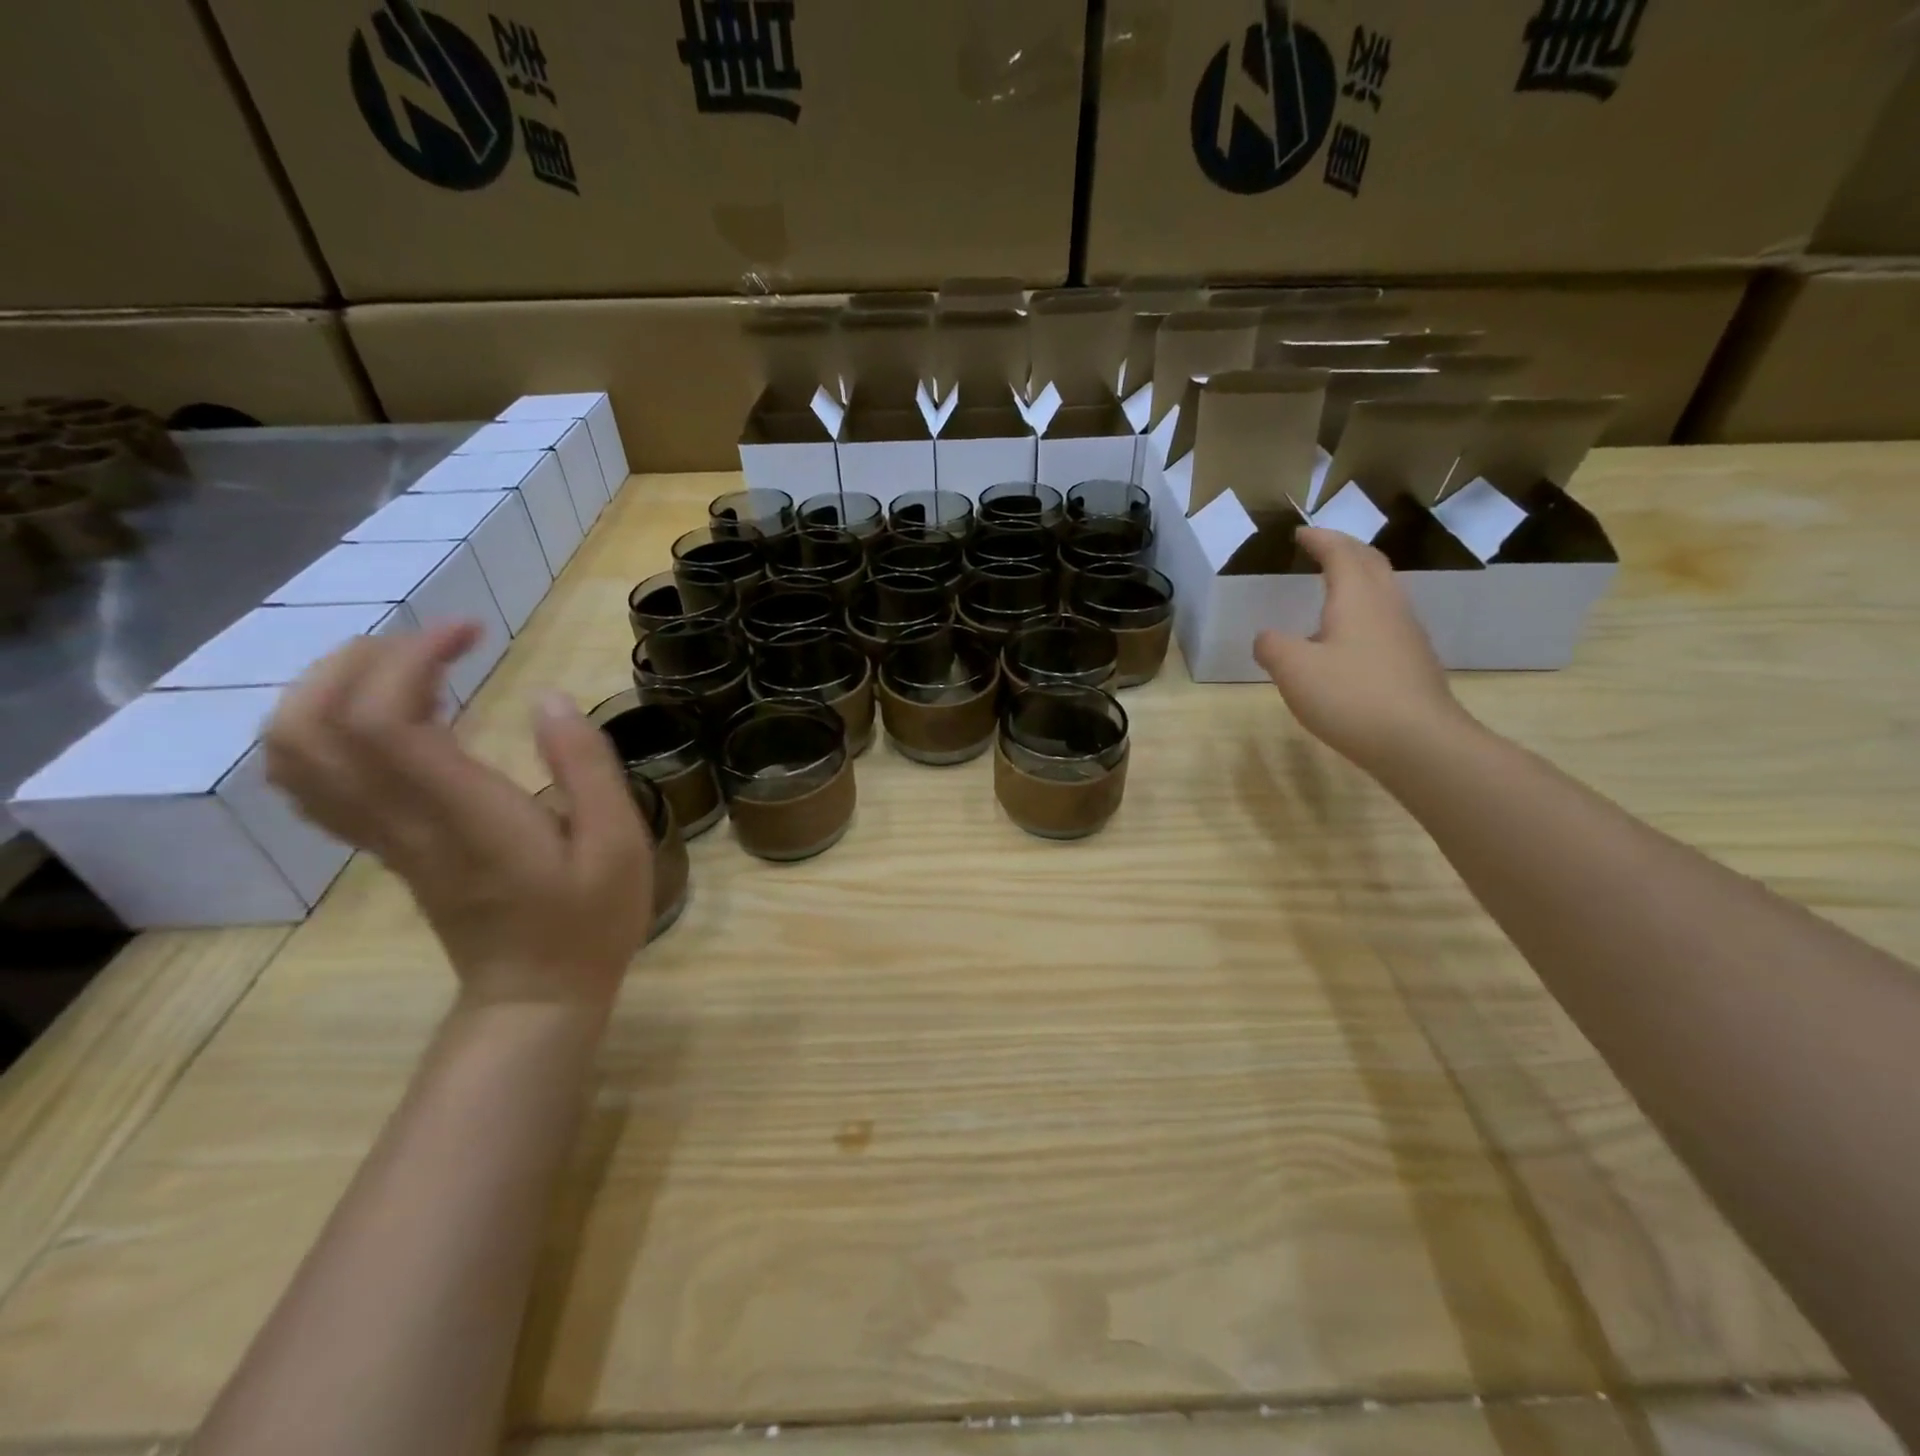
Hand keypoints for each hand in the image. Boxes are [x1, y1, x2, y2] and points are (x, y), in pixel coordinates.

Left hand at [264, 622, 652, 1008]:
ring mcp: (383, 836)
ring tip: (408, 669)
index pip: (384, 719)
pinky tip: (390, 716)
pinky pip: (314, 780)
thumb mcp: (619, 842)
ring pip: (295, 753)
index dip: (411, 658)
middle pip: (312, 726)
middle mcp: (403, 820)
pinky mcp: (385, 847)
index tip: (470, 632)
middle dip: (359, 661)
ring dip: (332, 688)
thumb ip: (586, 766)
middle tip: (433, 644)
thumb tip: (549, 698)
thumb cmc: (588, 919)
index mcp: (463, 814)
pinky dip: (328, 728)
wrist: (536, 995)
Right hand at [1254, 527, 1469, 772]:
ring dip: (1360, 579)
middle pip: (1371, 563)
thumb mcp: (1293, 670)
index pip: (1340, 554)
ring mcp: (1407, 634)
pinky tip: (1350, 638)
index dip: (1320, 539)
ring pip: (1384, 591)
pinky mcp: (1413, 662)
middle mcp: (1387, 606)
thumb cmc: (1350, 696)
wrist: (1418, 742)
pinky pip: (1387, 620)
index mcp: (1357, 598)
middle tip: (1322, 548)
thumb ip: (1272, 646)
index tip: (1300, 533)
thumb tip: (1267, 638)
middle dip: (1345, 550)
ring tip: (1335, 587)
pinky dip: (1366, 611)